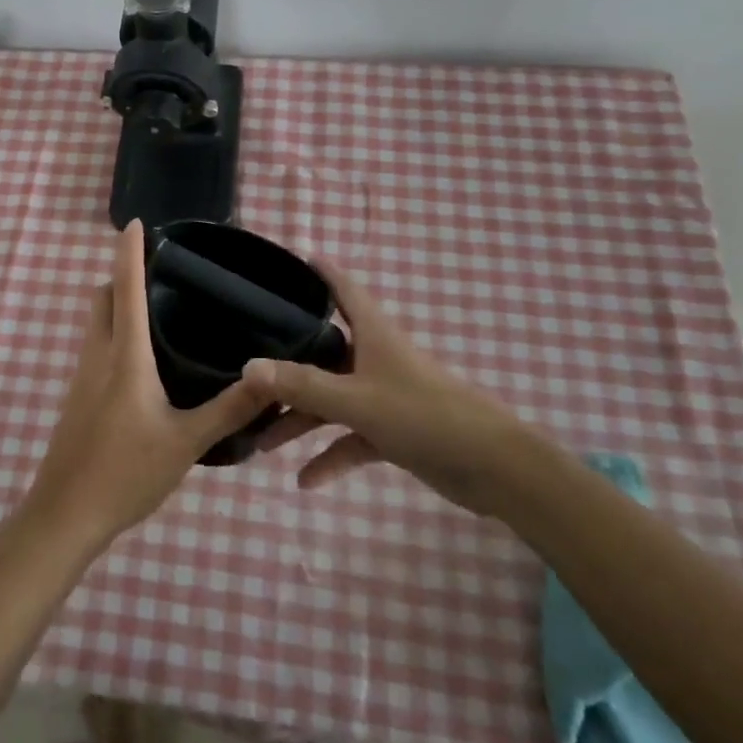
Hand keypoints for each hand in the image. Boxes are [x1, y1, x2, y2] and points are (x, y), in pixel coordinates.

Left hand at [24, 221, 268, 551]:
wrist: (65, 515)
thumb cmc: (125, 473)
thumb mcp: (187, 442)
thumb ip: (231, 409)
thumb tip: (273, 376)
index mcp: (125, 357)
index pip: (125, 289)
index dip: (130, 252)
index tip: (136, 223)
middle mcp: (98, 356)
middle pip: (102, 298)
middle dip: (123, 275)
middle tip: (163, 271)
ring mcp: (82, 377)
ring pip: (96, 323)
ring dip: (118, 304)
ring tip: (160, 307)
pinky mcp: (78, 397)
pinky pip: (96, 347)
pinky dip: (115, 332)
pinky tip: (144, 358)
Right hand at [242, 263, 540, 512]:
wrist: (495, 467)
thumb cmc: (425, 415)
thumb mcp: (357, 400)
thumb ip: (303, 386)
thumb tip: (249, 367)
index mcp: (374, 335)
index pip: (343, 290)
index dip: (320, 273)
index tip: (291, 261)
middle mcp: (375, 359)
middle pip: (323, 354)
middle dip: (287, 366)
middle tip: (248, 372)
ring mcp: (384, 397)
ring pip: (332, 401)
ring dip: (301, 421)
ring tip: (261, 442)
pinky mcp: (394, 432)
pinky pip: (351, 439)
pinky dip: (330, 456)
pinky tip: (304, 481)